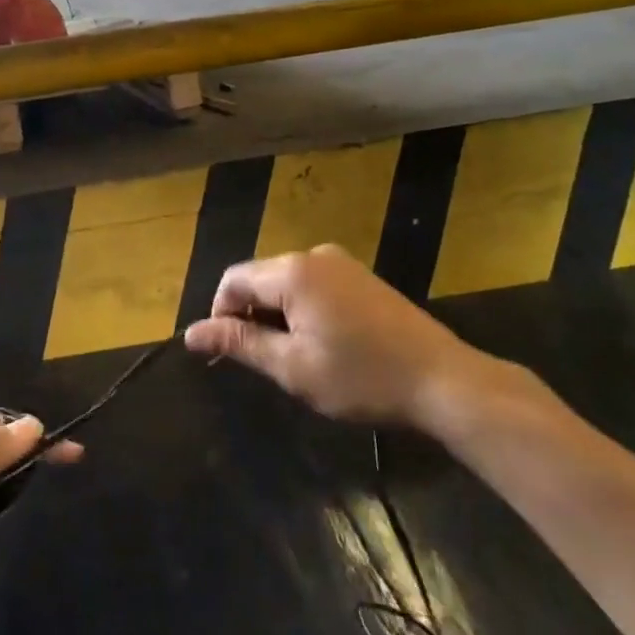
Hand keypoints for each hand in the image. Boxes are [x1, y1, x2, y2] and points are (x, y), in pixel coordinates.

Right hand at [183, 244, 515, 433]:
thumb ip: (240, 344)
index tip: (227, 355)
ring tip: (295, 359)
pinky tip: (323, 344)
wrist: (443, 380)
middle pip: (260, 278)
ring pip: (287, 283)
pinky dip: (303, 310)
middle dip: (251, 316)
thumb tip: (190, 333)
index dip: (220, 315)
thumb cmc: (361, 377)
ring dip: (278, 315)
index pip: (233, 280)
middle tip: (264, 363)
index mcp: (292, 271)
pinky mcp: (361, 276)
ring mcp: (341, 262)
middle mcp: (313, 255)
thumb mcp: (293, 368)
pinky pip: (313, 284)